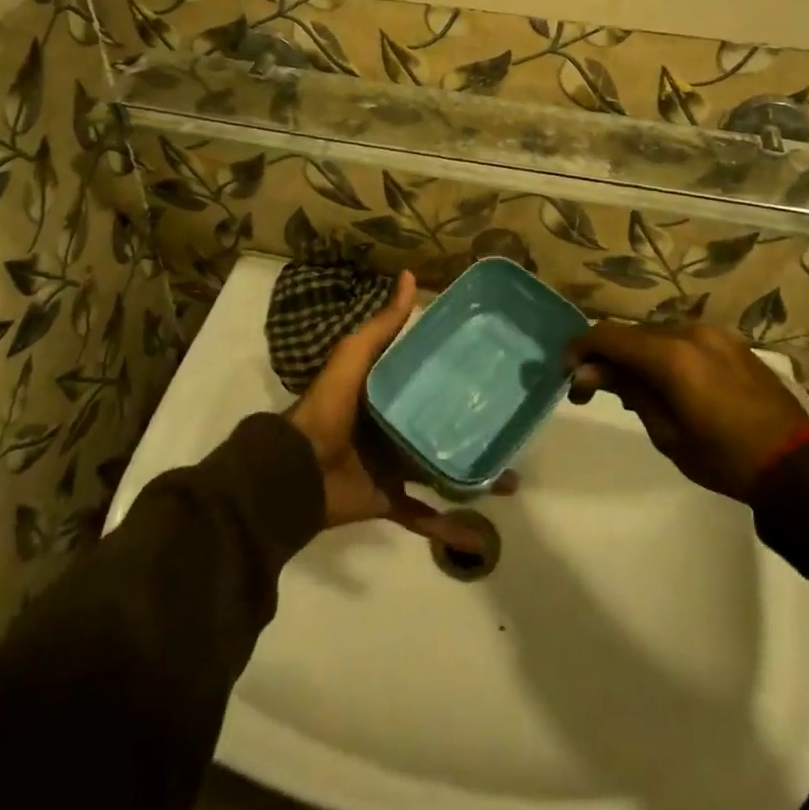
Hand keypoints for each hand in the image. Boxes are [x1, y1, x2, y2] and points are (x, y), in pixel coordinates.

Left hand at [285, 271, 485, 549]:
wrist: (297, 469)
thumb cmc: (330, 406)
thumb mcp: (356, 355)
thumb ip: (384, 324)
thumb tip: (409, 276)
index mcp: (387, 393)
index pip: (429, 380)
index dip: (458, 374)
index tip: (495, 371)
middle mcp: (394, 427)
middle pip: (440, 425)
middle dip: (473, 427)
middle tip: (511, 426)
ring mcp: (393, 466)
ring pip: (441, 470)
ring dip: (471, 475)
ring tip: (509, 477)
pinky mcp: (389, 499)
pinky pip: (423, 515)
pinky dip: (447, 528)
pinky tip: (479, 533)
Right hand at [566, 321, 808, 502]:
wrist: (796, 463)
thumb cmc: (724, 458)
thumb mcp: (666, 433)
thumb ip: (628, 391)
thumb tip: (588, 370)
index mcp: (671, 357)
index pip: (608, 336)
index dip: (581, 349)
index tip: (567, 372)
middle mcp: (689, 333)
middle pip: (631, 333)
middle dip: (607, 355)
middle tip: (591, 388)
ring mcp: (713, 333)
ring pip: (656, 334)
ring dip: (637, 354)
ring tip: (634, 390)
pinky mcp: (730, 341)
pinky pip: (683, 339)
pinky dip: (664, 354)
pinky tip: (668, 382)